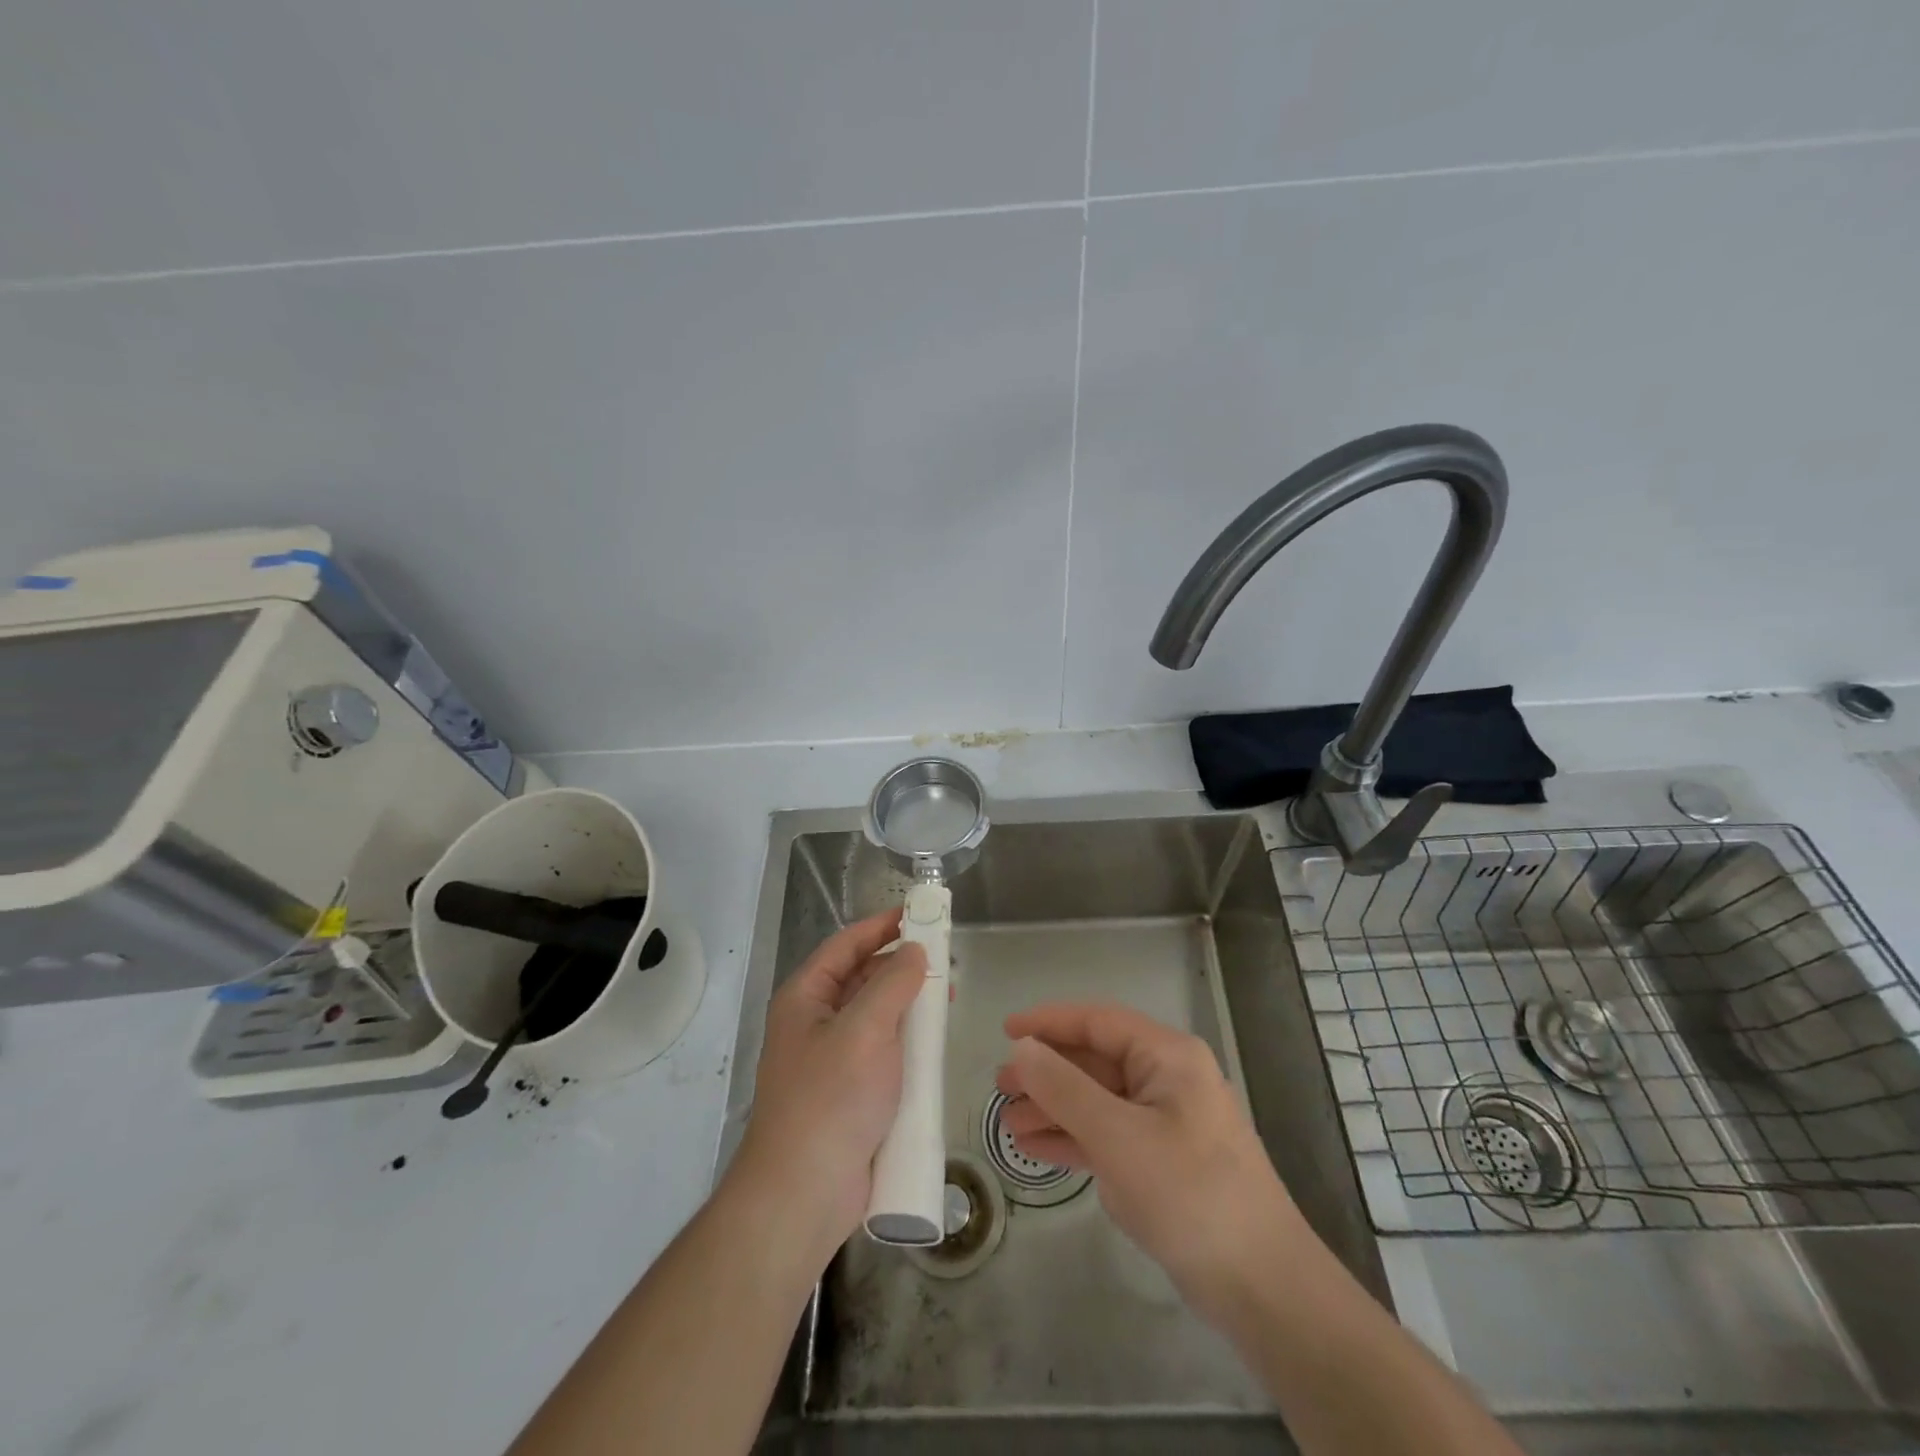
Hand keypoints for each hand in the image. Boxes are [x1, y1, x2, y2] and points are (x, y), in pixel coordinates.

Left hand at [730, 909, 926, 1275]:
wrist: (803, 1195)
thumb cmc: (830, 1100)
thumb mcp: (864, 1030)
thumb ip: (893, 983)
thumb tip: (914, 951)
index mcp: (805, 998)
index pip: (845, 945)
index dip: (881, 925)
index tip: (919, 913)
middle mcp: (815, 1023)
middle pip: (862, 979)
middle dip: (902, 967)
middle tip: (945, 960)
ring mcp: (832, 1060)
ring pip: (876, 1017)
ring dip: (909, 1006)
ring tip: (947, 999)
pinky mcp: (851, 1093)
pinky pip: (883, 1052)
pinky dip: (908, 1042)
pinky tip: (935, 1045)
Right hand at [995, 1001, 1305, 1326]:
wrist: (1262, 1288)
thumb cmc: (1189, 1194)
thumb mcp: (1118, 1136)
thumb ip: (1064, 1088)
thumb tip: (1022, 1048)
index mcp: (1167, 1056)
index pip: (1098, 1022)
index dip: (1049, 1022)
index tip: (1005, 1031)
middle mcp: (1167, 1079)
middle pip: (1095, 1061)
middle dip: (1047, 1072)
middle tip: (1000, 1087)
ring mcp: (1165, 1121)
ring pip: (1097, 1100)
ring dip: (1054, 1108)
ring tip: (1009, 1123)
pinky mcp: (1161, 1161)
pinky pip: (1107, 1134)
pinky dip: (1073, 1138)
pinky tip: (1036, 1148)